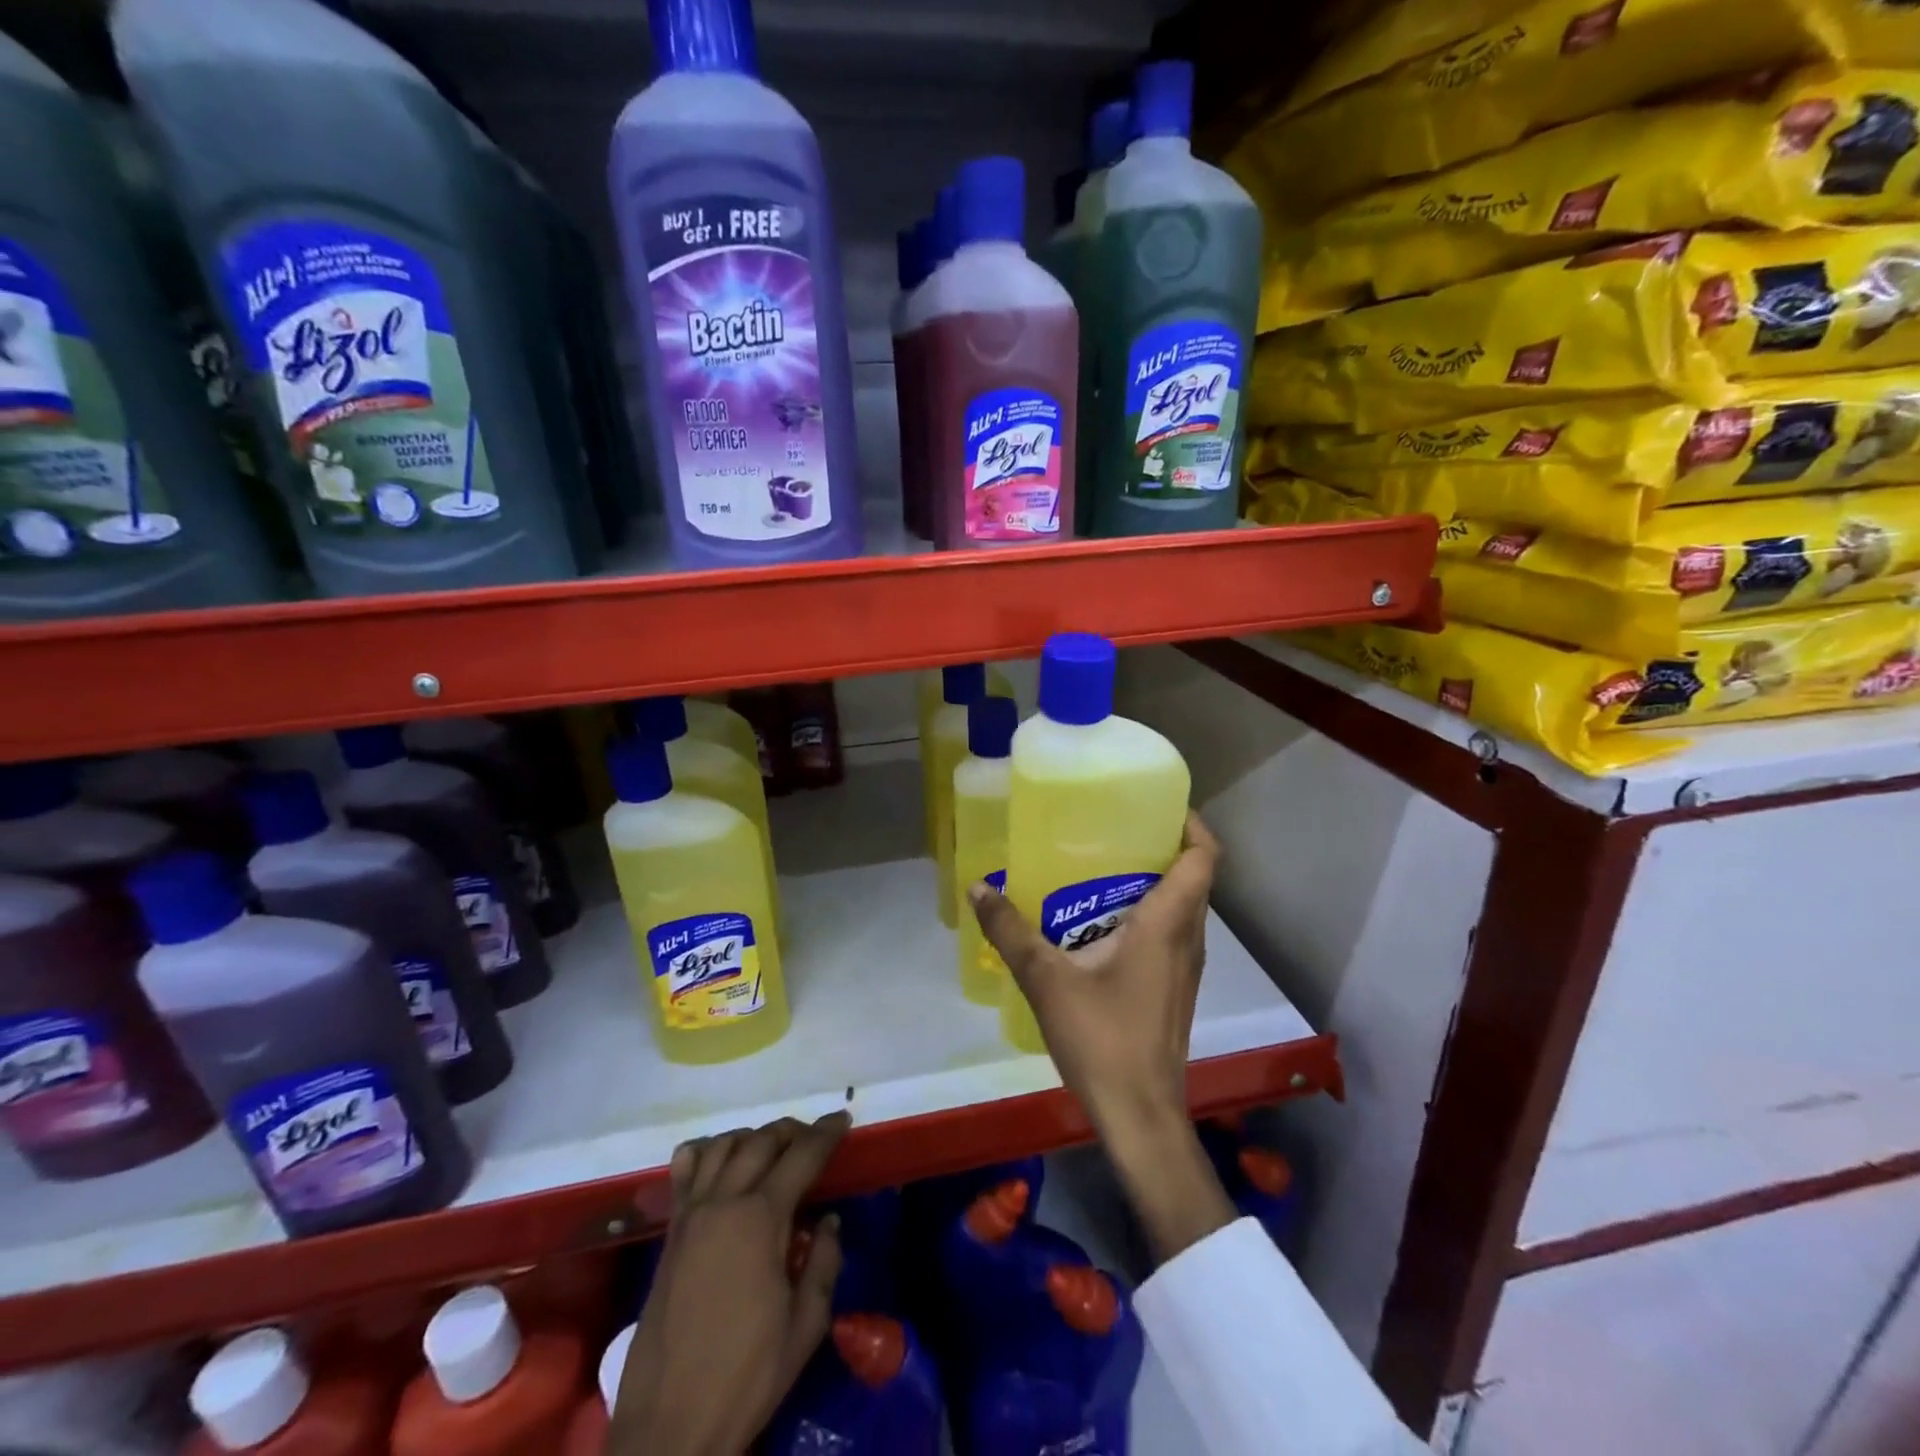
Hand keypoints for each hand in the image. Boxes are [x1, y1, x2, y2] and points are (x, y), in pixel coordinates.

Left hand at [609, 1112, 850, 1455]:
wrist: (670, 1425)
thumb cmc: (746, 1375)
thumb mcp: (805, 1325)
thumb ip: (823, 1263)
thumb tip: (829, 1221)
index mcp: (761, 1218)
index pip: (802, 1155)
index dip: (826, 1133)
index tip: (843, 1118)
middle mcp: (724, 1202)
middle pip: (762, 1141)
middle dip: (793, 1131)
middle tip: (814, 1138)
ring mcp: (691, 1214)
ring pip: (722, 1146)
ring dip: (753, 1136)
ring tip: (773, 1147)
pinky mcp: (670, 1233)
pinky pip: (684, 1171)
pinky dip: (705, 1151)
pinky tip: (719, 1160)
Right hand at [969, 814, 1236, 1261]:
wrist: (1140, 1116)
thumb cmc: (1103, 1039)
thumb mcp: (1047, 980)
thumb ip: (1011, 932)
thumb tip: (978, 888)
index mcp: (1168, 925)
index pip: (1203, 858)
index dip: (1190, 825)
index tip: (1157, 805)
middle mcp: (1188, 940)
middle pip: (1193, 878)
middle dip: (1161, 848)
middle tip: (1113, 831)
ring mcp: (1185, 969)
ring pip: (1183, 909)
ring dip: (1155, 884)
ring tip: (1103, 870)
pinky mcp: (1175, 991)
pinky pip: (1172, 936)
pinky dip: (1149, 916)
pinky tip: (1102, 926)